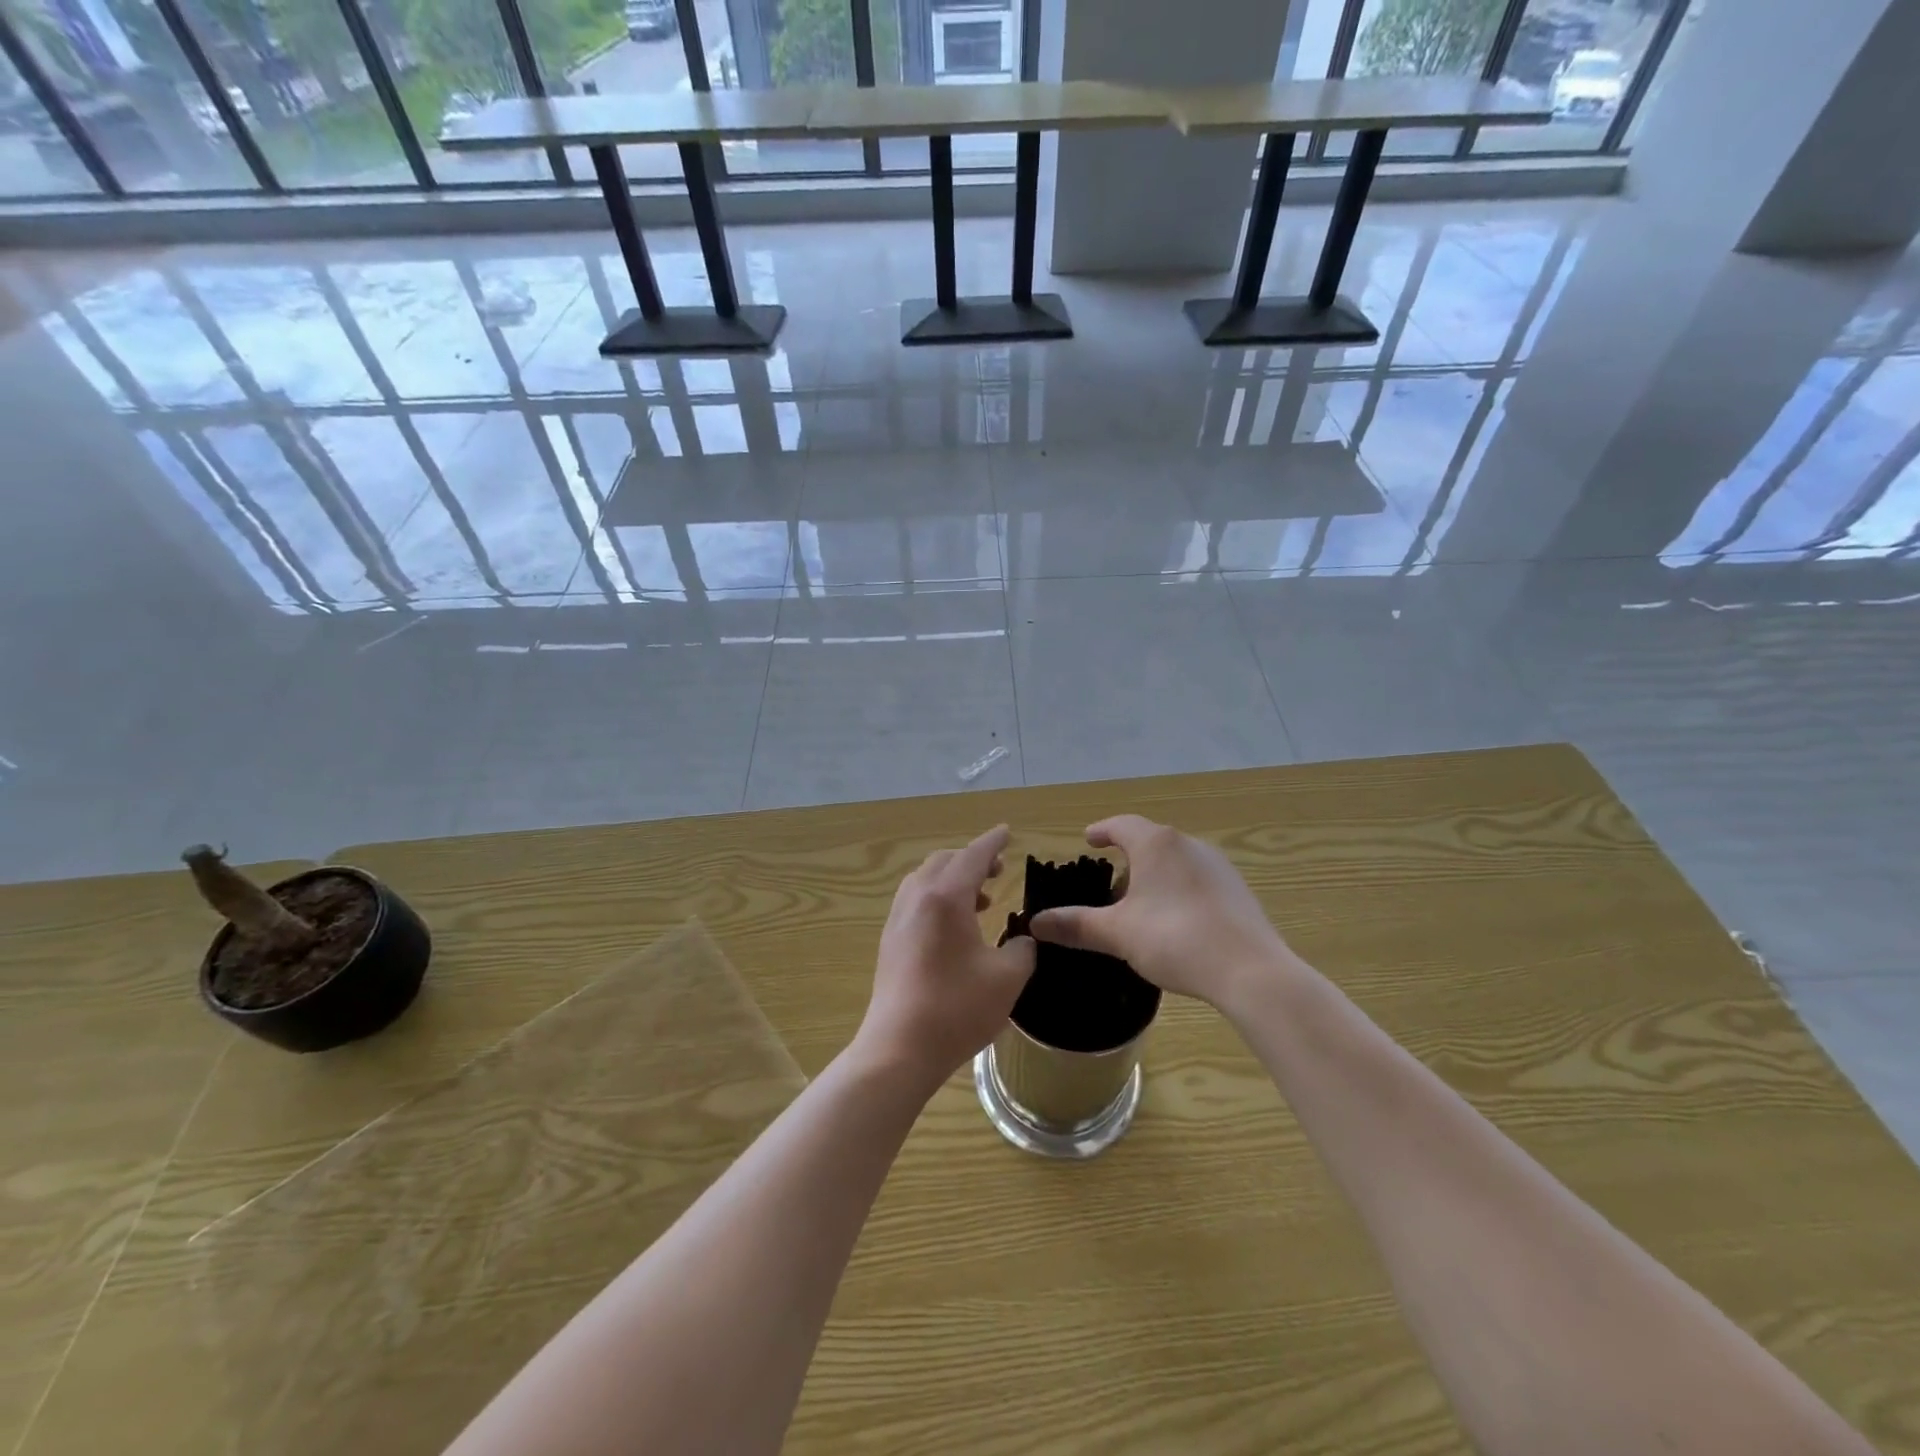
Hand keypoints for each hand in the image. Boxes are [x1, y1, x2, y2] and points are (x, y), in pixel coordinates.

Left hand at [854, 825, 1035, 1091]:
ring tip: (981, 900)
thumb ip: (1023, 950)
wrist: (899, 1048)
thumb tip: (1023, 940)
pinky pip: (915, 900)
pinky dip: (938, 897)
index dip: (993, 842)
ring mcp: (898, 919)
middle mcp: (917, 898)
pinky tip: (955, 926)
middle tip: (998, 871)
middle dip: (972, 859)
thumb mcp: (1007, 979)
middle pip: (945, 861)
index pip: (973, 856)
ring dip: (953, 879)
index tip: (1007, 831)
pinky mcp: (890, 941)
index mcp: (946, 898)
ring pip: (925, 879)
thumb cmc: (957, 1009)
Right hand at [1028, 815, 1294, 1009]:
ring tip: (1140, 907)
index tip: (1089, 839)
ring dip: (1154, 876)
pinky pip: (1196, 879)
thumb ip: (1076, 925)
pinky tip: (1175, 922)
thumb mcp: (1118, 934)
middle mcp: (1188, 844)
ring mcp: (1218, 866)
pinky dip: (1177, 890)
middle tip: (1109, 887)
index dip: (1102, 830)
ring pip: (1175, 861)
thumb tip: (1035, 923)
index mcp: (1156, 844)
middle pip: (1150, 842)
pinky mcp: (1237, 890)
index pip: (1122, 825)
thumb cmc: (1175, 939)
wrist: (1250, 970)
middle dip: (1127, 859)